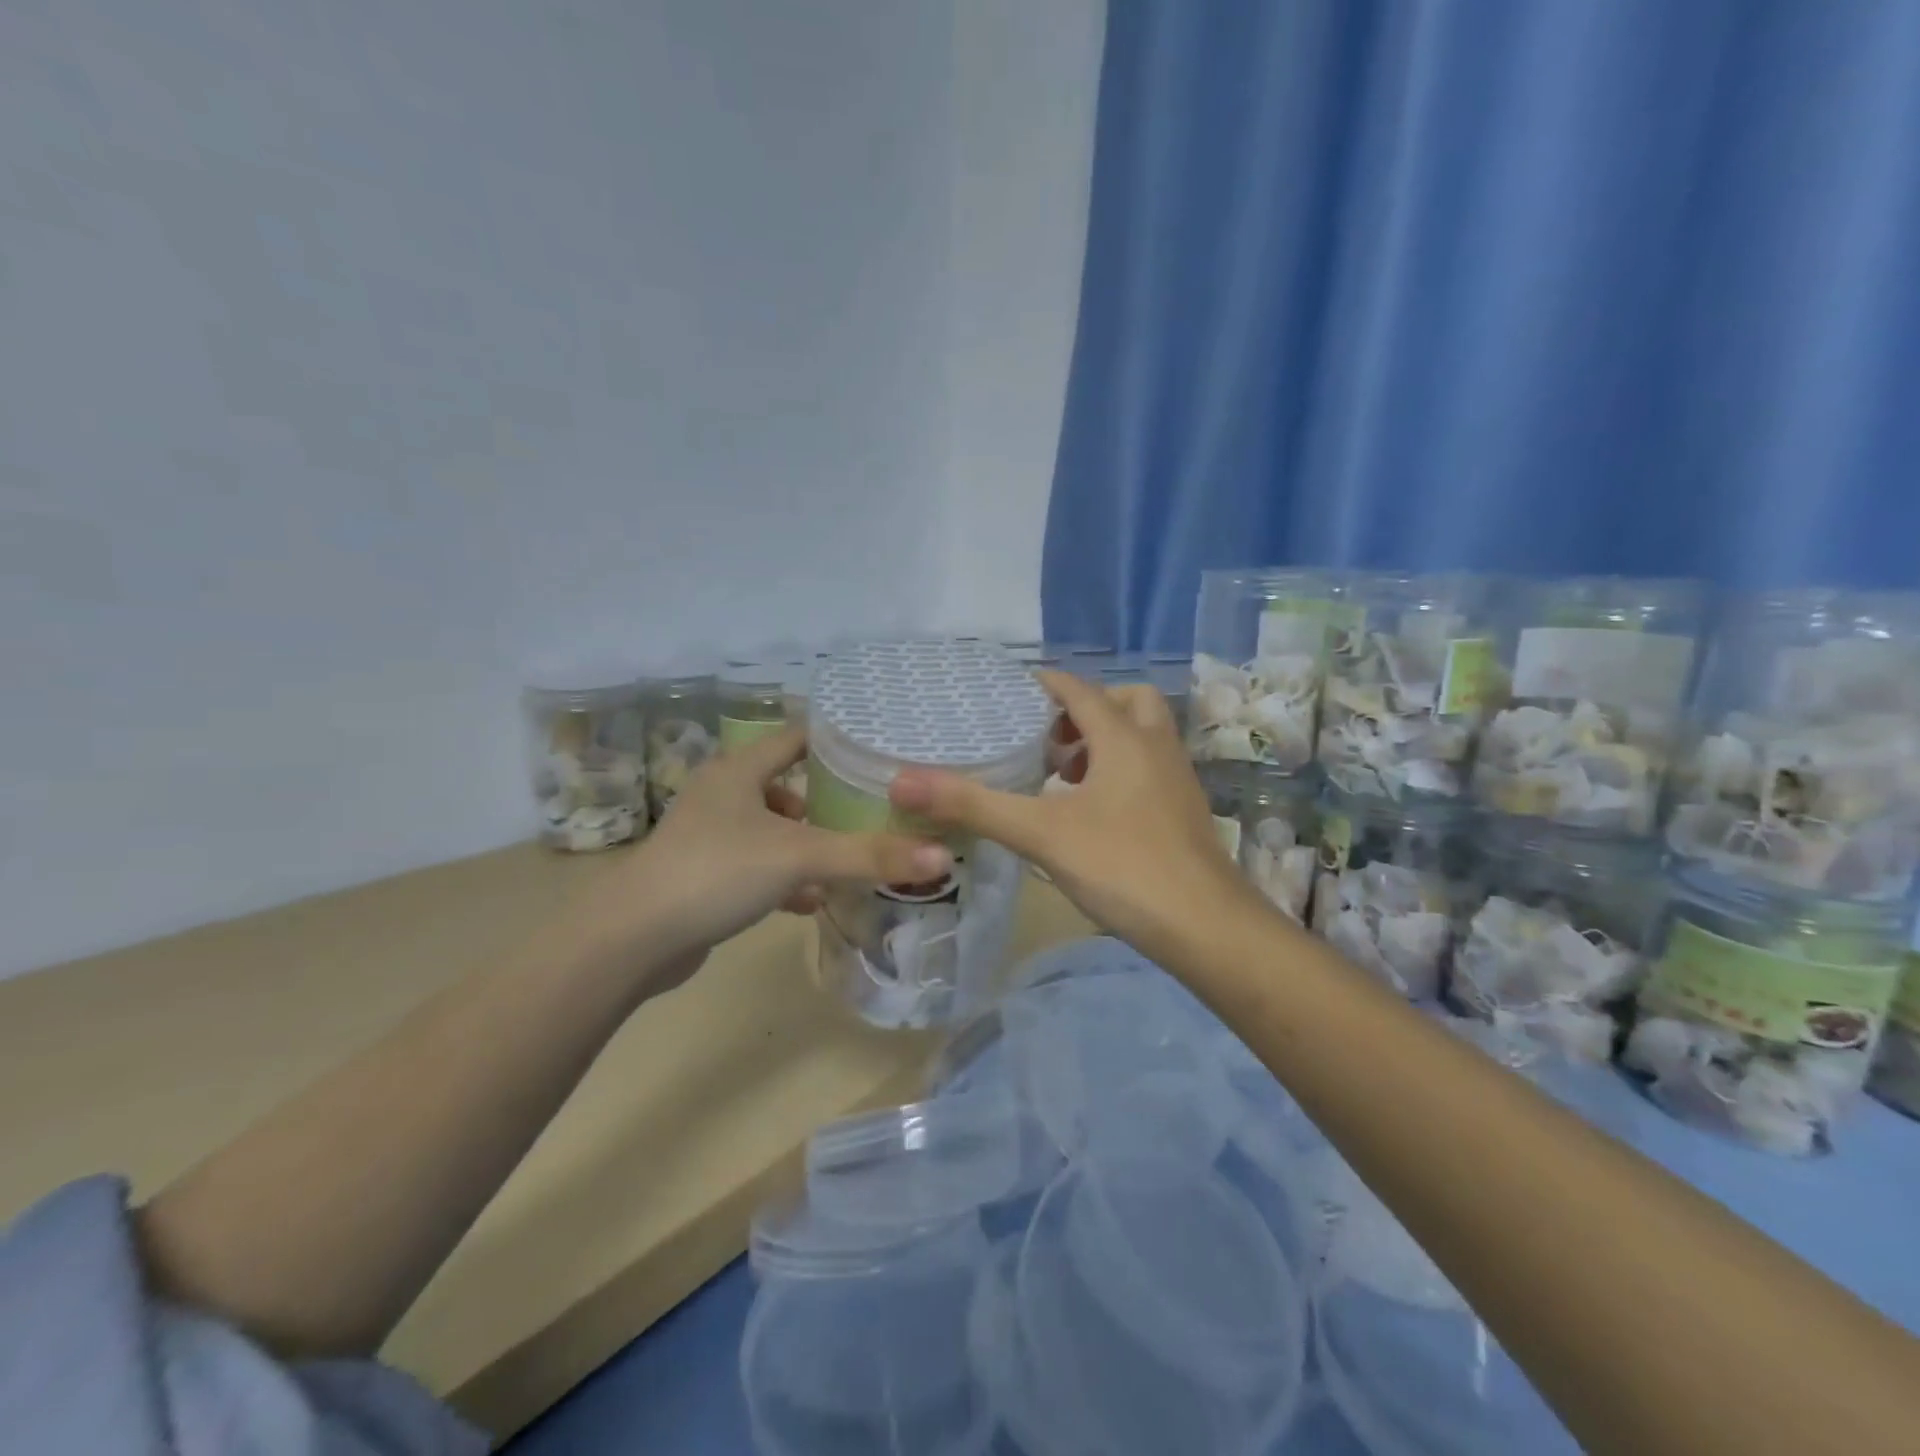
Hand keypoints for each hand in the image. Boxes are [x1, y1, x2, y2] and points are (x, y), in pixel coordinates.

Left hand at [571, 726, 948, 989]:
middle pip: (787, 783)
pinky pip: (758, 865)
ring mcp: (710, 835)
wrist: (634, 939)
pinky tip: (812, 899)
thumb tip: (942, 856)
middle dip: (828, 799)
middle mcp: (723, 793)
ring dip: (808, 841)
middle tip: (875, 809)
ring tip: (850, 856)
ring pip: (773, 828)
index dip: (837, 742)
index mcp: (740, 769)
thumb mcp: (800, 856)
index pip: (797, 737)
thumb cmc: (717, 872)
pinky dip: (786, 876)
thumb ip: (869, 855)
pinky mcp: (704, 874)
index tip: (881, 754)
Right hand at [889, 671, 1257, 962]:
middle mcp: (1157, 748)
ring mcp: (1178, 780)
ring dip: (1104, 744)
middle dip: (1085, 712)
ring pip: (1143, 737)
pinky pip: (1151, 769)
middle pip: (1126, 702)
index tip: (1012, 692)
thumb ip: (973, 805)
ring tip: (1063, 780)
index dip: (1046, 684)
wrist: (1205, 926)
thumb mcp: (1040, 834)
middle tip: (1049, 743)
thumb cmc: (1123, 866)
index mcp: (1124, 738)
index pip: (1080, 690)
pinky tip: (1093, 815)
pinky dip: (1121, 773)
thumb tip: (902, 782)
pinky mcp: (1185, 812)